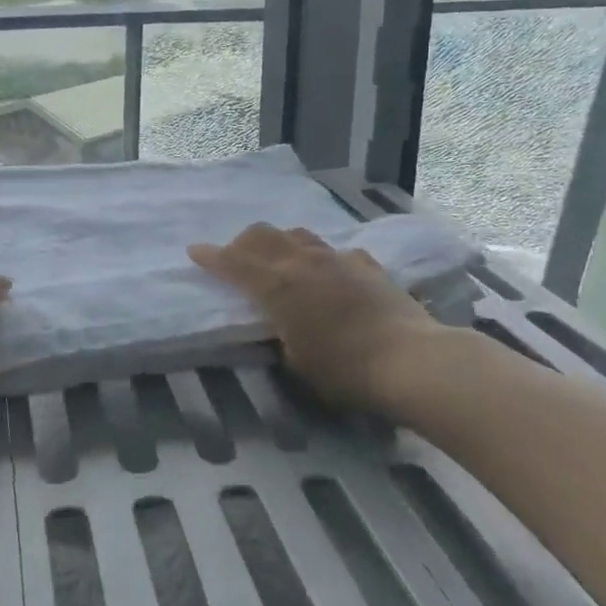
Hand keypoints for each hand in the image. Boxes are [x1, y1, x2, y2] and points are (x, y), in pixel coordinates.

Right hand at [189, 224, 451, 412]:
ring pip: (298, 235)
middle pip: (263, 235)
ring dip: (280, 242)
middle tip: (235, 257)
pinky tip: (329, 272)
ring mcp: (338, 259)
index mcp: (277, 286)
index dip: (211, 257)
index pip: (234, 263)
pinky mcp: (367, 265)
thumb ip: (280, 336)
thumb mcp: (296, 363)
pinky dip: (323, 258)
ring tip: (279, 259)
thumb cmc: (344, 370)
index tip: (194, 251)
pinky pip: (336, 252)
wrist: (411, 360)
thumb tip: (280, 326)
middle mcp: (303, 262)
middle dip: (242, 243)